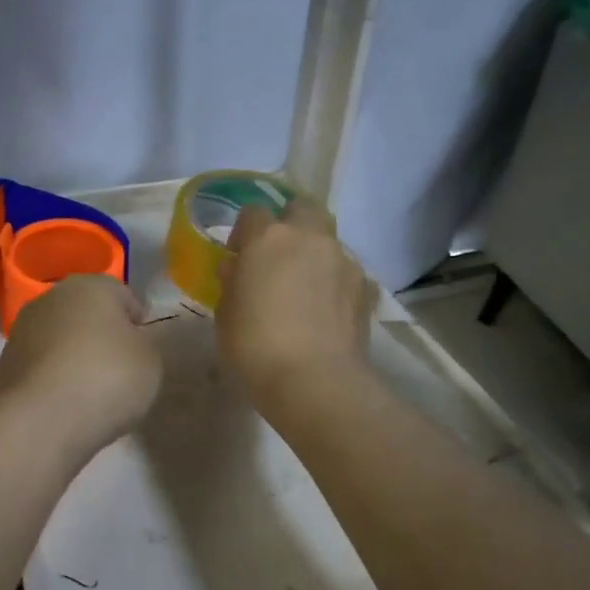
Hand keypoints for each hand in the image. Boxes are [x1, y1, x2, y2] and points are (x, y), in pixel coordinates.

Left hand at [0, 275, 162, 454]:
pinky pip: (41, 365)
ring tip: (91, 390)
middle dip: (100, 335)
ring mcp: (22, 329)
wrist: (43, 420)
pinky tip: (65, 403)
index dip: (137, 322)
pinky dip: (53, 377)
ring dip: (73, 355)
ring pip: (59, 337)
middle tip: (119, 368)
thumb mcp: (150, 360)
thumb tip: (127, 341)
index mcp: (91, 285)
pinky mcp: (5, 363)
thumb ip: (142, 343)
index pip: (122, 295)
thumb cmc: (107, 378)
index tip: (144, 349)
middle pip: (86, 313)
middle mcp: (52, 297)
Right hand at [217, 200, 371, 408]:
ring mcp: (342, 260)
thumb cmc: (255, 346)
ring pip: (326, 240)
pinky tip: (323, 310)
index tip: (239, 256)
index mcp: (267, 239)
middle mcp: (308, 238)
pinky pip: (344, 271)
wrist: (314, 380)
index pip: (253, 212)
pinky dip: (333, 281)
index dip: (244, 232)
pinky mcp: (364, 286)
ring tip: (303, 289)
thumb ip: (232, 283)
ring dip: (313, 254)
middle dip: (289, 224)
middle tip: (277, 258)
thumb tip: (238, 268)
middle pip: (301, 209)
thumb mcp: (226, 314)